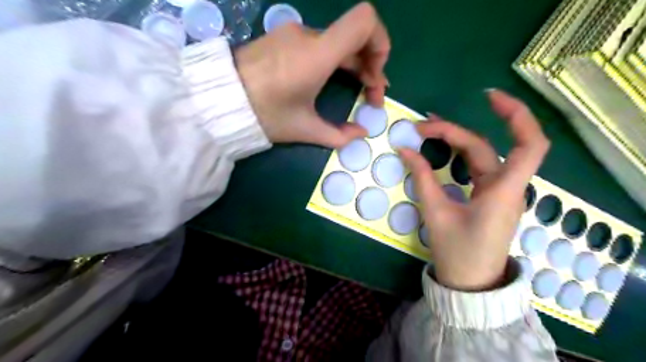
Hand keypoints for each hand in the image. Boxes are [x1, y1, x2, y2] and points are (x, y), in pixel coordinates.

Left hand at [237, 3, 387, 146]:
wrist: (218, 100)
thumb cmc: (264, 114)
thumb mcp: (304, 129)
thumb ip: (338, 135)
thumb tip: (360, 134)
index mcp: (317, 54)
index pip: (365, 21)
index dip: (381, 44)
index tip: (375, 77)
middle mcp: (308, 35)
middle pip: (355, 37)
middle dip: (370, 66)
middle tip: (371, 96)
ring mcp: (293, 34)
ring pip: (337, 43)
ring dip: (353, 64)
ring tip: (356, 89)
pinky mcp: (282, 38)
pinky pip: (319, 44)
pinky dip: (334, 60)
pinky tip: (329, 79)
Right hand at [402, 91, 549, 290]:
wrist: (470, 283)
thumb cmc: (457, 252)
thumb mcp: (435, 213)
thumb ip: (421, 178)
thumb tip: (404, 149)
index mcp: (503, 191)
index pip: (529, 144)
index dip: (516, 115)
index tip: (489, 98)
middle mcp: (507, 187)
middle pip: (485, 147)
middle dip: (453, 131)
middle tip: (420, 127)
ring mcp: (499, 191)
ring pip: (481, 155)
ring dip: (456, 139)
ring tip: (427, 130)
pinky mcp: (490, 197)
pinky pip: (477, 168)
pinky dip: (459, 154)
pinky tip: (442, 149)